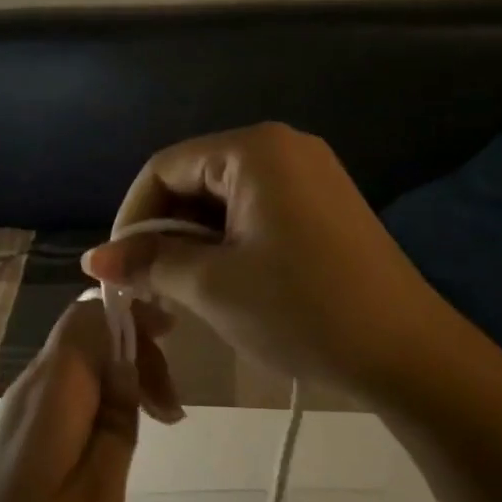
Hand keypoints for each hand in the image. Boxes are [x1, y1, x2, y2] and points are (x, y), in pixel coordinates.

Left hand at [0, 299, 175, 501]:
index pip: (87, 317)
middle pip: (85, 339)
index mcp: (50, 392)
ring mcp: (17, 415)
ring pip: (77, 368)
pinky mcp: (15, 440)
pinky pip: (64, 397)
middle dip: (135, 355)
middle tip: (173, 410)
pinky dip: (100, 403)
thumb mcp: (98, 494)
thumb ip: (116, 423)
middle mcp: (28, 390)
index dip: (132, 315)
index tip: (174, 340)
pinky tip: (118, 442)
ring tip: (159, 423)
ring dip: (121, 381)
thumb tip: (128, 368)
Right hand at [82, 123, 451, 398]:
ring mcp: (308, 177)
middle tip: (144, 287)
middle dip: (161, 233)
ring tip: (175, 293)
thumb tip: (93, 258)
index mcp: (254, 150)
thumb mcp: (212, 285)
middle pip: (193, 181)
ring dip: (190, 244)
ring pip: (222, 201)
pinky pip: (253, 214)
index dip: (131, 218)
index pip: (164, 168)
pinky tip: (216, 284)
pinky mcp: (322, 208)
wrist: (408, 354)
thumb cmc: (302, 310)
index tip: (115, 268)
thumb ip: (148, 263)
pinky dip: (224, 245)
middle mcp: (283, 148)